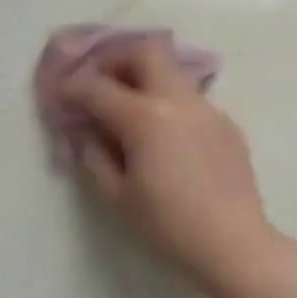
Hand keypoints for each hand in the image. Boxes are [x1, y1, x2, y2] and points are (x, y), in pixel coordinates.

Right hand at [61, 42, 280, 293]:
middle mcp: (177, 100)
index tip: (61, 93)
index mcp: (145, 118)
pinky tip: (165, 135)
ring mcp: (207, 108)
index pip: (98, 88)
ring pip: (172, 71)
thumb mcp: (118, 198)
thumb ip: (95, 158)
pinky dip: (168, 102)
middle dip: (117, 59)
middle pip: (145, 53)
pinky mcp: (226, 123)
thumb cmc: (169, 226)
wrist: (235, 245)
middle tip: (101, 82)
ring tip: (130, 106)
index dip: (73, 87)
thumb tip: (86, 133)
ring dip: (145, 78)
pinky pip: (190, 99)